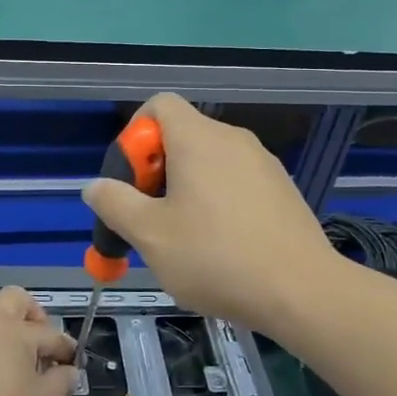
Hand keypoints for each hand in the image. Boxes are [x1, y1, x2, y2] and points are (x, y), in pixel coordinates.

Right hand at [82, 94, 342, 339]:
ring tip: (183, 239)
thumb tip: (94, 185)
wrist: (302, 291)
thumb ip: (115, 203)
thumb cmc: (216, 257)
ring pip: (209, 162)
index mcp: (198, 138)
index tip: (131, 181)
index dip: (134, 135)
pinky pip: (236, 181)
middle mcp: (232, 138)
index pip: (159, 104)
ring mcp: (263, 163)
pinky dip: (218, 201)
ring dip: (185, 189)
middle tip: (149, 218)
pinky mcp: (282, 189)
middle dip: (155, 171)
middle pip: (181, 135)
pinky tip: (220, 247)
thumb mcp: (151, 235)